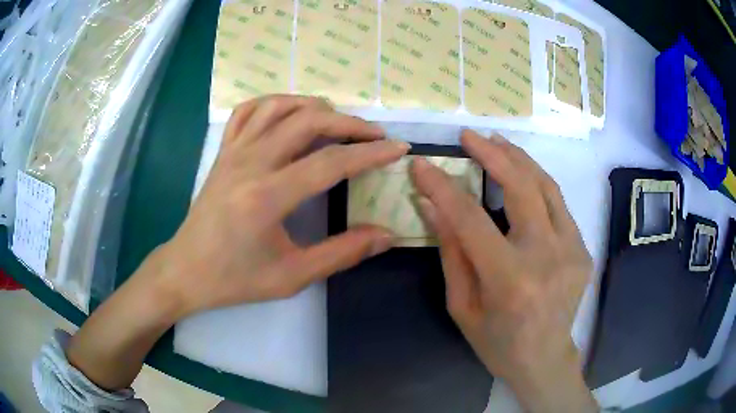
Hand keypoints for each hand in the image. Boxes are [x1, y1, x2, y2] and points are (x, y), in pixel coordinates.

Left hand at [157, 95, 408, 315]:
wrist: (186, 270)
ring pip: (279, 107)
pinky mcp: (223, 152)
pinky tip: (291, 113)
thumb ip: (343, 253)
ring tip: (338, 121)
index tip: (398, 148)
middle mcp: (250, 163)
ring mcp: (233, 152)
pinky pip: (248, 111)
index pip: (330, 162)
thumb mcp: (292, 276)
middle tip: (374, 135)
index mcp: (267, 197)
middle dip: (349, 124)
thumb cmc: (235, 279)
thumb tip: (386, 236)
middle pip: (308, 122)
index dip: (370, 154)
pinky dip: (275, 103)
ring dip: (315, 107)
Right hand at [410, 131, 596, 412]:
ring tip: (497, 142)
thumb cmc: (497, 343)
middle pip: (521, 187)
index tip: (422, 165)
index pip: (471, 219)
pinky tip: (521, 175)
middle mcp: (547, 257)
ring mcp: (572, 250)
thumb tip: (432, 205)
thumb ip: (452, 252)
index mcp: (510, 280)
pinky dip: (537, 183)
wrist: (545, 359)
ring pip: (547, 187)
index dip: (443, 187)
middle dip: (492, 154)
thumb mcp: (463, 306)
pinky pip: (558, 205)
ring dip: (519, 159)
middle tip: (470, 136)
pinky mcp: (582, 249)